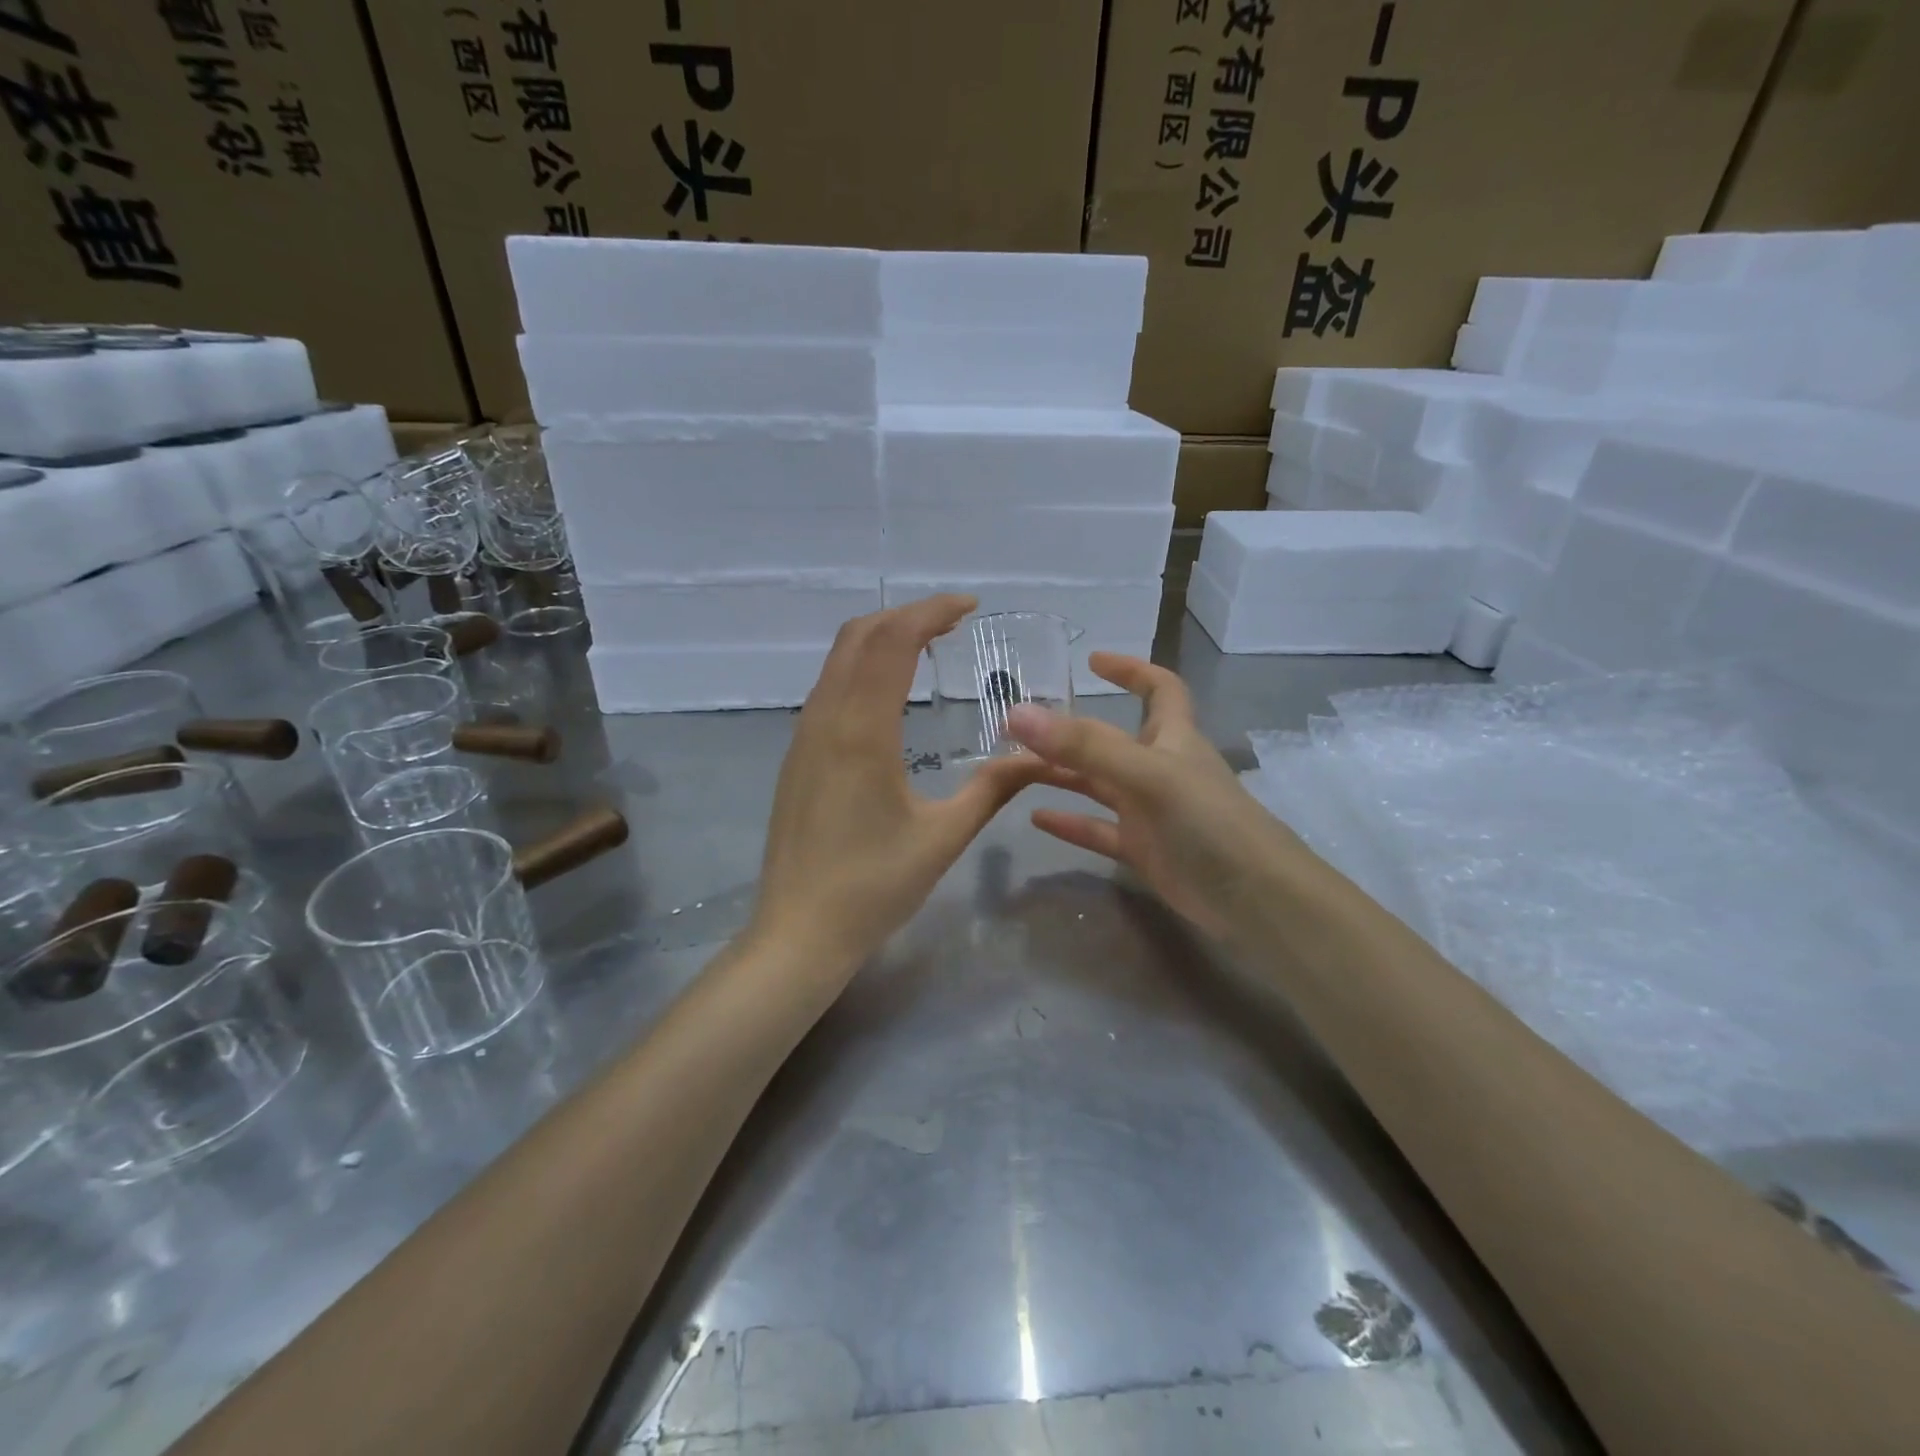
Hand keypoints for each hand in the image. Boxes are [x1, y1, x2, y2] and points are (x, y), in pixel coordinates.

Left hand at [747, 595, 1041, 977]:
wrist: (797, 932)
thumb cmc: (873, 888)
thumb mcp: (943, 837)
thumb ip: (993, 789)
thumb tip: (1041, 757)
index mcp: (861, 732)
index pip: (892, 643)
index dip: (930, 612)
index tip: (969, 605)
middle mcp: (825, 720)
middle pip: (858, 637)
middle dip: (905, 615)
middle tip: (953, 621)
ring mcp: (804, 736)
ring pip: (837, 660)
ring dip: (880, 639)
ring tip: (927, 646)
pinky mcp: (797, 756)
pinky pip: (828, 687)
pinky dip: (861, 667)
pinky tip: (890, 691)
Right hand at [1007, 653, 1318, 943]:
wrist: (1252, 898)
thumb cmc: (1208, 821)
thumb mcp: (1147, 774)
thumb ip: (1085, 746)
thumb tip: (1018, 713)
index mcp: (1173, 737)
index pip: (1159, 688)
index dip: (1131, 670)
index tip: (1092, 661)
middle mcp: (1159, 767)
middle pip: (1109, 739)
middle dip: (1068, 732)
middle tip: (1017, 729)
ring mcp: (1150, 810)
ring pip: (1097, 784)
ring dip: (1060, 775)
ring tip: (1011, 770)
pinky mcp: (1143, 849)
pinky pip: (1098, 829)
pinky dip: (1069, 823)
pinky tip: (1035, 820)